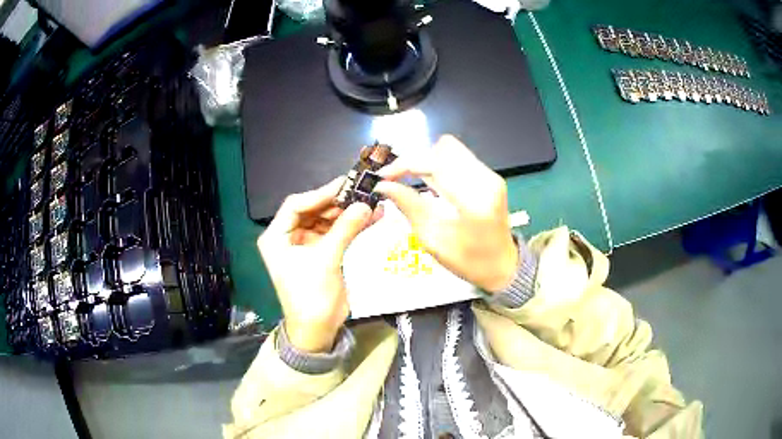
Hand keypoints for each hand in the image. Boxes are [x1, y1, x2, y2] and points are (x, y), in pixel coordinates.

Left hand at [258, 177, 379, 352]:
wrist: (318, 330)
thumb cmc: (311, 297)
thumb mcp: (326, 260)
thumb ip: (345, 230)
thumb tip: (366, 204)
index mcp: (277, 237)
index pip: (295, 205)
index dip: (319, 194)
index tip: (345, 186)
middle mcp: (289, 237)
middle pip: (313, 210)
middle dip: (337, 202)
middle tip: (362, 191)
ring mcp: (306, 244)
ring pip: (327, 220)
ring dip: (348, 213)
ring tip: (371, 202)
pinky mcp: (322, 253)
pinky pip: (337, 233)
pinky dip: (352, 226)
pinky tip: (372, 217)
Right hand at [375, 135, 517, 292]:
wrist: (504, 265)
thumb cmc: (469, 261)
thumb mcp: (433, 240)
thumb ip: (409, 206)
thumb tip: (384, 186)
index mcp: (474, 201)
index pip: (435, 164)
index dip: (405, 165)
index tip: (384, 176)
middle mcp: (486, 180)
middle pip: (443, 148)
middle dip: (417, 160)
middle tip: (400, 179)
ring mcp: (491, 176)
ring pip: (451, 149)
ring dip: (428, 161)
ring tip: (413, 180)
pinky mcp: (491, 176)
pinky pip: (460, 158)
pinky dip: (441, 165)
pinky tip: (433, 183)